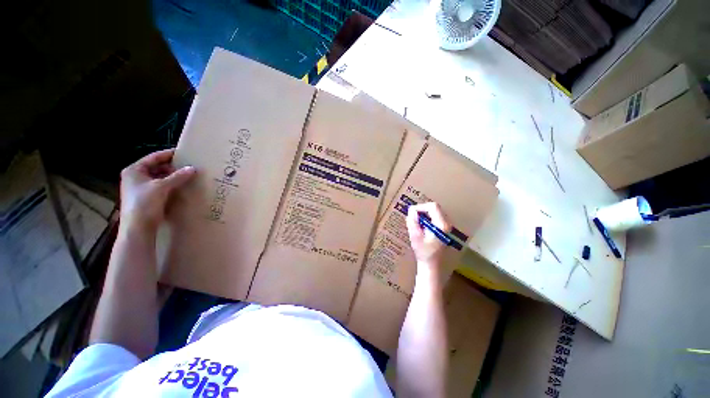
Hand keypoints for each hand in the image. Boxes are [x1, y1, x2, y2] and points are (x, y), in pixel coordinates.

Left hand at [119, 149, 195, 230]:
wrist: (138, 228)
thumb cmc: (144, 203)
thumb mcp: (162, 187)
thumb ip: (178, 176)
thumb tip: (193, 168)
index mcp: (134, 170)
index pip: (154, 157)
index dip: (169, 155)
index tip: (184, 153)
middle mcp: (135, 177)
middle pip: (157, 167)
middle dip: (172, 167)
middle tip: (188, 167)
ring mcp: (140, 188)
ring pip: (160, 178)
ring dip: (173, 177)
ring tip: (187, 177)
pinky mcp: (147, 197)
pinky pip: (161, 187)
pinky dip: (171, 186)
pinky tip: (181, 187)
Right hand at [406, 202, 451, 266]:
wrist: (432, 266)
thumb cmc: (424, 253)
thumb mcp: (415, 237)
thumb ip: (413, 223)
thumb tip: (411, 211)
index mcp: (442, 225)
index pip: (432, 207)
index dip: (420, 207)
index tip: (411, 213)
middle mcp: (447, 224)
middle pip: (435, 208)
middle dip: (422, 210)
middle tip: (412, 217)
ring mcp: (447, 227)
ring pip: (435, 213)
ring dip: (424, 214)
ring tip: (415, 222)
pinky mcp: (444, 230)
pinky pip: (436, 218)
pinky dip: (427, 219)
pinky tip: (421, 227)